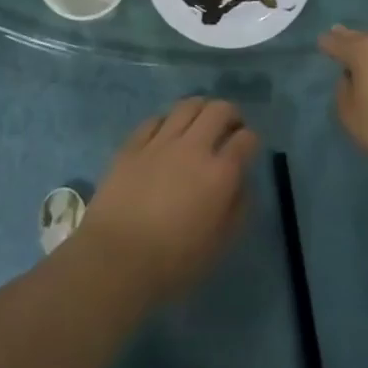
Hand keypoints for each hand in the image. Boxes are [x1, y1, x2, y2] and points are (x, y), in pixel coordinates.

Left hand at [79, 98, 258, 304]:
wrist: (116, 259)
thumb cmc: (173, 262)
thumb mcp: (219, 245)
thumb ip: (237, 209)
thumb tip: (241, 183)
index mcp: (220, 174)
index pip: (246, 139)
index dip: (251, 141)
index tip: (247, 149)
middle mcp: (194, 147)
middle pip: (219, 110)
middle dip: (230, 114)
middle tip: (229, 128)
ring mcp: (161, 141)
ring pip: (188, 105)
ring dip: (201, 109)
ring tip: (200, 123)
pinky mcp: (133, 144)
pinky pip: (156, 119)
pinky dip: (167, 121)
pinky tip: (166, 134)